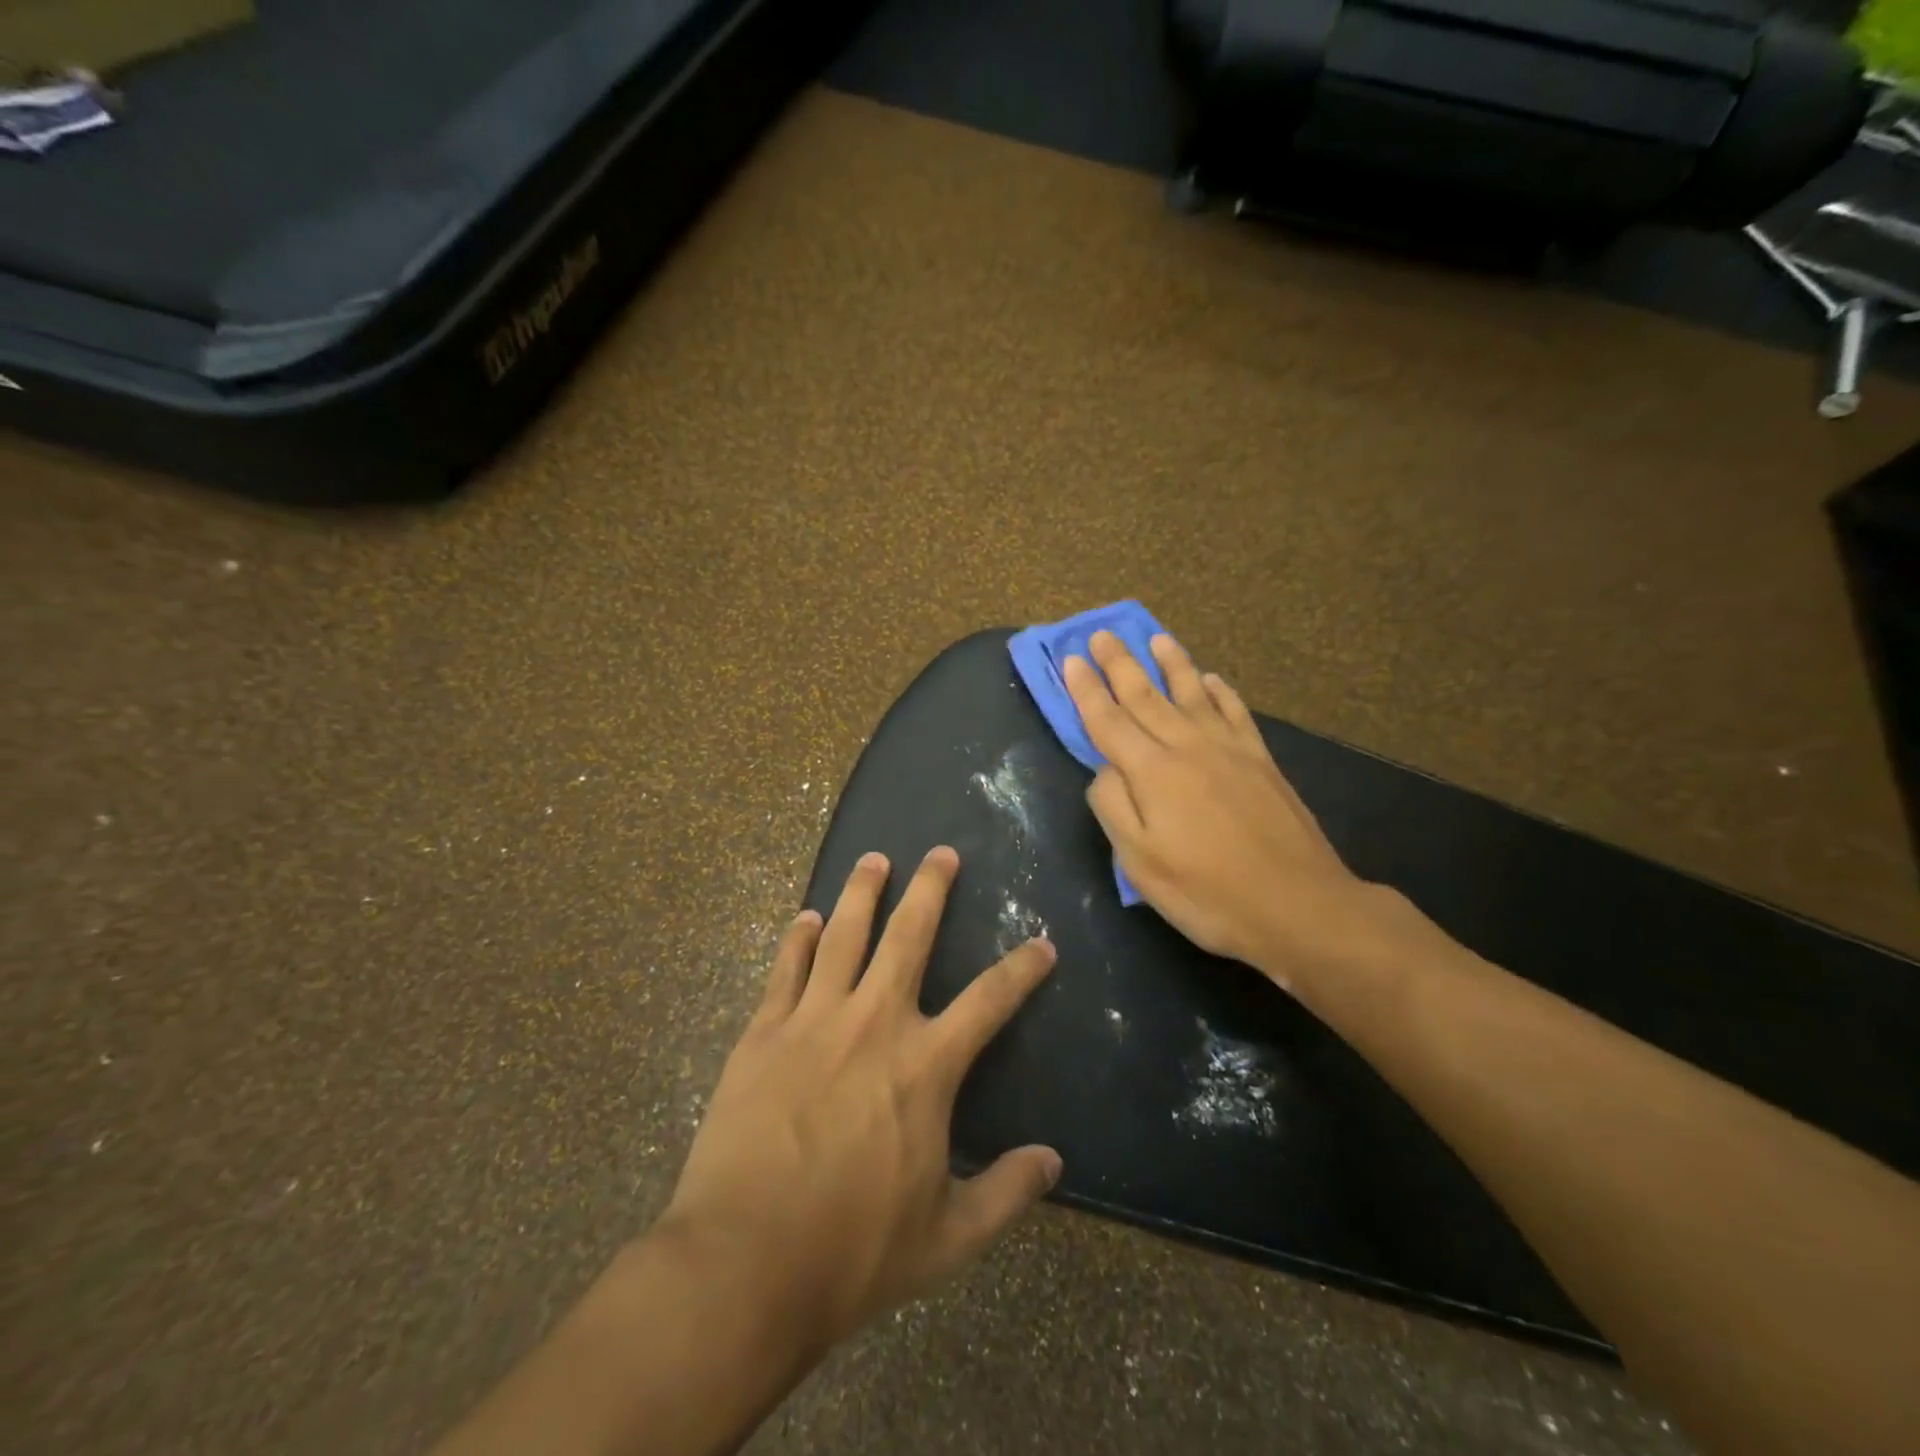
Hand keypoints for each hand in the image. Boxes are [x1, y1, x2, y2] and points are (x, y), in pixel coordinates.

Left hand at [656, 847, 1061, 1354]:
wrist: (743, 1265)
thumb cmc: (852, 1253)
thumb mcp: (947, 1239)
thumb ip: (1006, 1194)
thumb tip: (1053, 1161)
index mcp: (925, 1067)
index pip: (990, 1000)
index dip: (1022, 969)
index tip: (1042, 942)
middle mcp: (874, 1023)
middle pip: (909, 935)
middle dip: (930, 888)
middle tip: (941, 853)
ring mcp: (813, 1020)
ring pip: (843, 933)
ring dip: (861, 891)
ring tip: (873, 858)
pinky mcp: (763, 1032)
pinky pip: (786, 968)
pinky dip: (799, 938)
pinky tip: (806, 917)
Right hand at [1063, 632, 1415, 989]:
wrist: (1298, 905)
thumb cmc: (1208, 892)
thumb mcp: (1140, 863)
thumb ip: (1114, 807)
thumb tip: (1105, 768)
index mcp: (1151, 772)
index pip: (1108, 720)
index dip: (1086, 689)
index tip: (1071, 659)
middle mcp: (1187, 747)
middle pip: (1146, 696)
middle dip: (1119, 664)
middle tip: (1100, 634)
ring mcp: (1229, 749)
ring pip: (1192, 693)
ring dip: (1171, 663)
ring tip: (1156, 638)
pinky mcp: (1261, 760)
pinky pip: (1235, 712)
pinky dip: (1220, 691)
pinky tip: (1213, 680)